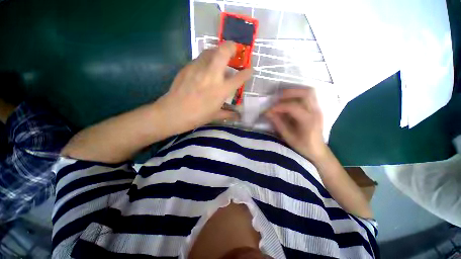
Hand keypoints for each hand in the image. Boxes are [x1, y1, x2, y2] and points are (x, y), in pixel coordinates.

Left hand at [156, 41, 251, 132]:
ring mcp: (199, 69)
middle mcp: (212, 76)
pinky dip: (206, 59)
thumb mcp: (215, 116)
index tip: (250, 70)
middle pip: (224, 52)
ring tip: (219, 58)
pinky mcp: (188, 67)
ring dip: (218, 51)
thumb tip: (238, 116)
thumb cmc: (197, 116)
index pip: (239, 77)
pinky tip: (205, 68)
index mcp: (221, 90)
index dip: (247, 72)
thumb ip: (228, 113)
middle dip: (232, 47)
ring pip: (210, 50)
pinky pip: (200, 58)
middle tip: (234, 50)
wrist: (173, 112)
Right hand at [265, 88, 326, 162]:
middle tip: (277, 98)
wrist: (317, 150)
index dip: (279, 106)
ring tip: (282, 97)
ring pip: (309, 92)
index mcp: (309, 121)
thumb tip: (267, 112)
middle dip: (289, 93)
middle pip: (306, 93)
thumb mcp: (288, 136)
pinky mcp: (316, 109)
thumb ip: (278, 123)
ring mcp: (318, 109)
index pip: (294, 107)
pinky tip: (289, 101)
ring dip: (294, 92)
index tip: (269, 109)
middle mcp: (316, 112)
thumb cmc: (302, 146)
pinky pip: (308, 96)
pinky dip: (297, 95)